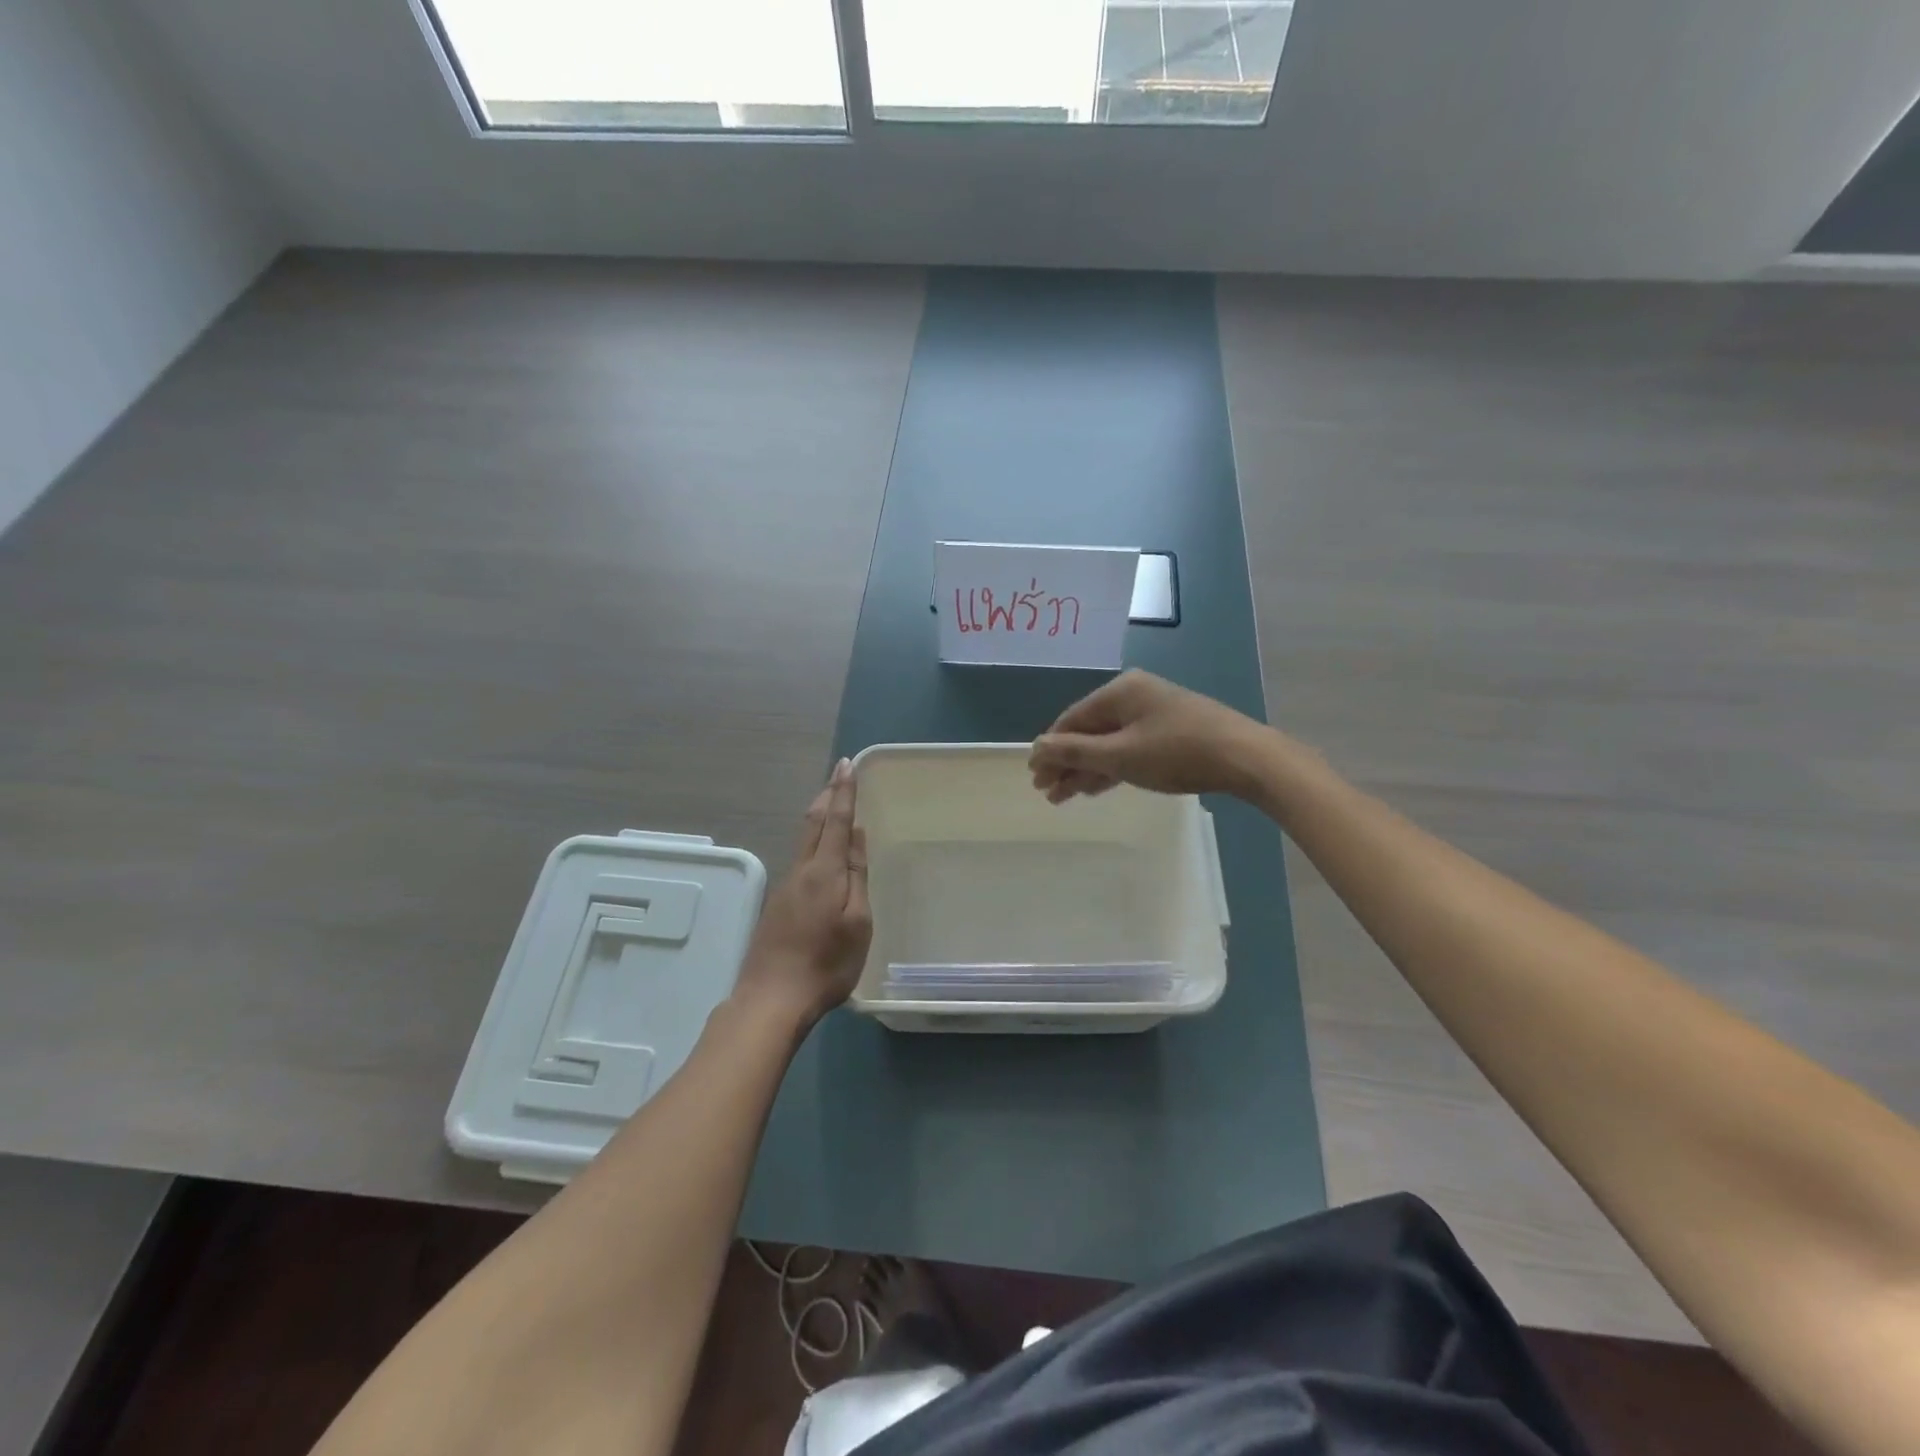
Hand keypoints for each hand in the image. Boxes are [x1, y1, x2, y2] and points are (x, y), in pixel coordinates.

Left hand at [732, 759, 872, 1029]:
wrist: (771, 1000)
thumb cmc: (826, 964)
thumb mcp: (857, 921)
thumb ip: (856, 875)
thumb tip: (856, 834)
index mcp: (822, 871)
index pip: (835, 820)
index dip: (843, 791)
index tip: (847, 764)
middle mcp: (800, 872)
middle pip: (812, 824)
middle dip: (827, 797)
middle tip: (838, 775)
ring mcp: (785, 889)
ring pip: (803, 842)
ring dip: (818, 818)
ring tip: (832, 805)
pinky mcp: (778, 906)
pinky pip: (800, 861)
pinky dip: (812, 843)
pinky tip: (819, 854)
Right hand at [1030, 669, 1269, 802]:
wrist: (1245, 758)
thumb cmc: (1176, 752)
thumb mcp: (1120, 755)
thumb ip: (1075, 752)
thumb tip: (1036, 747)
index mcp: (1120, 691)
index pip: (1071, 720)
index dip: (1051, 749)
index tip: (1034, 777)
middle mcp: (1134, 696)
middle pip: (1089, 731)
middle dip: (1067, 763)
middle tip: (1047, 793)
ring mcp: (1154, 713)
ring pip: (1109, 742)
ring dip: (1087, 769)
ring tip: (1065, 797)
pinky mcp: (1171, 731)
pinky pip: (1129, 747)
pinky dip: (1112, 767)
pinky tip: (1096, 787)